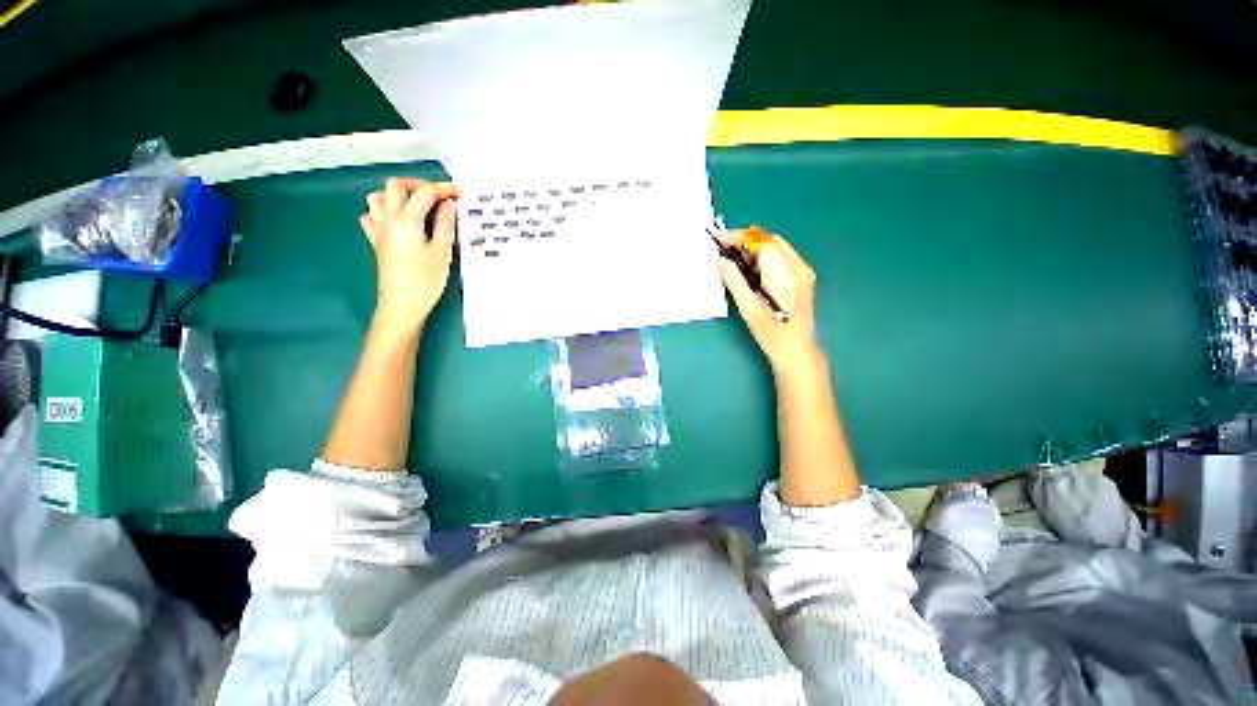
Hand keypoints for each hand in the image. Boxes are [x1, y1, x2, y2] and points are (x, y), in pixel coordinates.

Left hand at [360, 177, 461, 334]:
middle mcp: (387, 218)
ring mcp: (378, 229)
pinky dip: (383, 210)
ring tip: (417, 204)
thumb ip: (445, 224)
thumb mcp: (442, 252)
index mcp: (406, 219)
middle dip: (419, 184)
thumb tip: (447, 205)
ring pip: (379, 196)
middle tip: (438, 194)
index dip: (444, 189)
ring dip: (398, 194)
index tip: (460, 192)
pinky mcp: (375, 241)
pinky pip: (371, 215)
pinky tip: (396, 219)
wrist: (402, 305)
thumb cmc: (425, 280)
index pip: (425, 193)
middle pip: (396, 185)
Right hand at [717, 229, 821, 376]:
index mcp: (783, 272)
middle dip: (746, 242)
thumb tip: (718, 262)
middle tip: (725, 253)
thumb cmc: (770, 331)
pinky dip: (765, 258)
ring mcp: (803, 271)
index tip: (719, 241)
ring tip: (735, 262)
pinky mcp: (803, 278)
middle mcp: (797, 266)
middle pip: (769, 241)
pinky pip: (783, 258)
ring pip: (776, 248)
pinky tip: (752, 272)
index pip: (759, 241)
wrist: (796, 350)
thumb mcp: (747, 305)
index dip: (738, 237)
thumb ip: (733, 279)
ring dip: (755, 250)